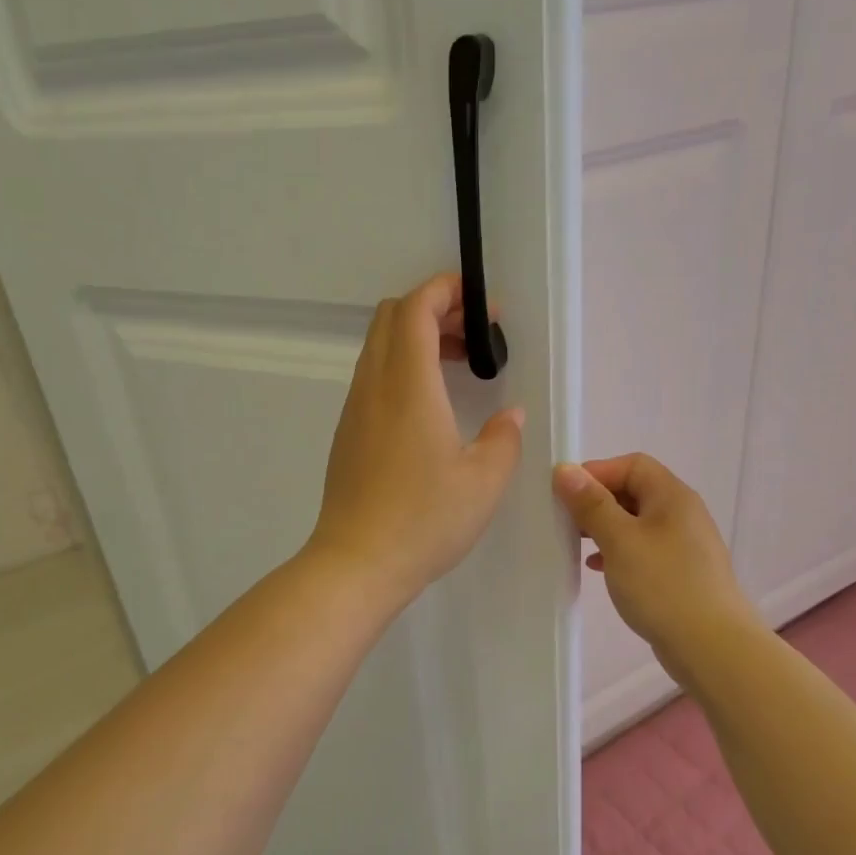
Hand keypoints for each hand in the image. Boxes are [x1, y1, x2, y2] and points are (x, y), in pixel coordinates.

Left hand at [306, 273, 524, 607]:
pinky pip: (373, 377)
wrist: (356, 563)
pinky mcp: (347, 434)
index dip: (447, 290)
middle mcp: (374, 386)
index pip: (416, 308)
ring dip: (417, 339)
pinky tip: (429, 406)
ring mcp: (355, 410)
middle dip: (434, 308)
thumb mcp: (483, 482)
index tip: (483, 306)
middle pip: (392, 317)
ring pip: (380, 347)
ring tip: (459, 366)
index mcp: (408, 385)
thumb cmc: (424, 520)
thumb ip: (503, 439)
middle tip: (475, 334)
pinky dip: (402, 368)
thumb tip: (508, 417)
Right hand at [553, 454, 758, 664]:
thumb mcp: (620, 540)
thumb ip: (591, 504)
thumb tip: (564, 469)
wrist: (712, 647)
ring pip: (636, 522)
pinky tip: (599, 569)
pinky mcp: (680, 572)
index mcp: (672, 496)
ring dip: (605, 528)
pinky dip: (618, 552)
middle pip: (634, 491)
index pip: (632, 465)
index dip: (597, 472)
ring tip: (577, 545)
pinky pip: (643, 549)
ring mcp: (683, 545)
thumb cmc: (663, 586)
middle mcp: (682, 513)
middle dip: (597, 501)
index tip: (565, 495)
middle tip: (566, 521)